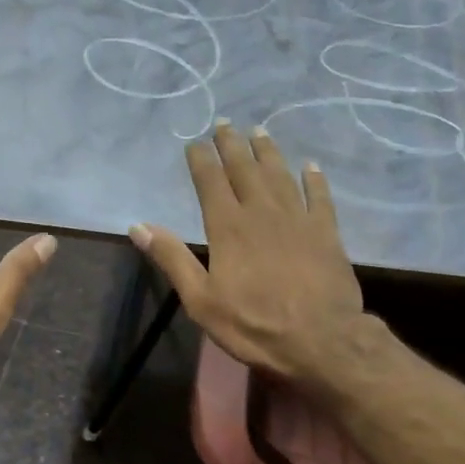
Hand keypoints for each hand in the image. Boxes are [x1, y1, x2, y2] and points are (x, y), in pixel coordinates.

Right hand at [132, 121, 372, 386]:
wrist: (320, 340)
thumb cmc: (253, 324)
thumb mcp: (200, 299)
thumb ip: (171, 258)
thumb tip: (137, 226)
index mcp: (228, 227)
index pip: (210, 182)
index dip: (201, 159)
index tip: (195, 142)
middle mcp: (262, 212)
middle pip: (245, 169)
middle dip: (232, 145)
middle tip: (225, 123)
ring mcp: (298, 219)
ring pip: (280, 175)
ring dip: (268, 152)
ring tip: (259, 132)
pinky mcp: (326, 233)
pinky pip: (319, 197)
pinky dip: (314, 180)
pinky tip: (310, 166)